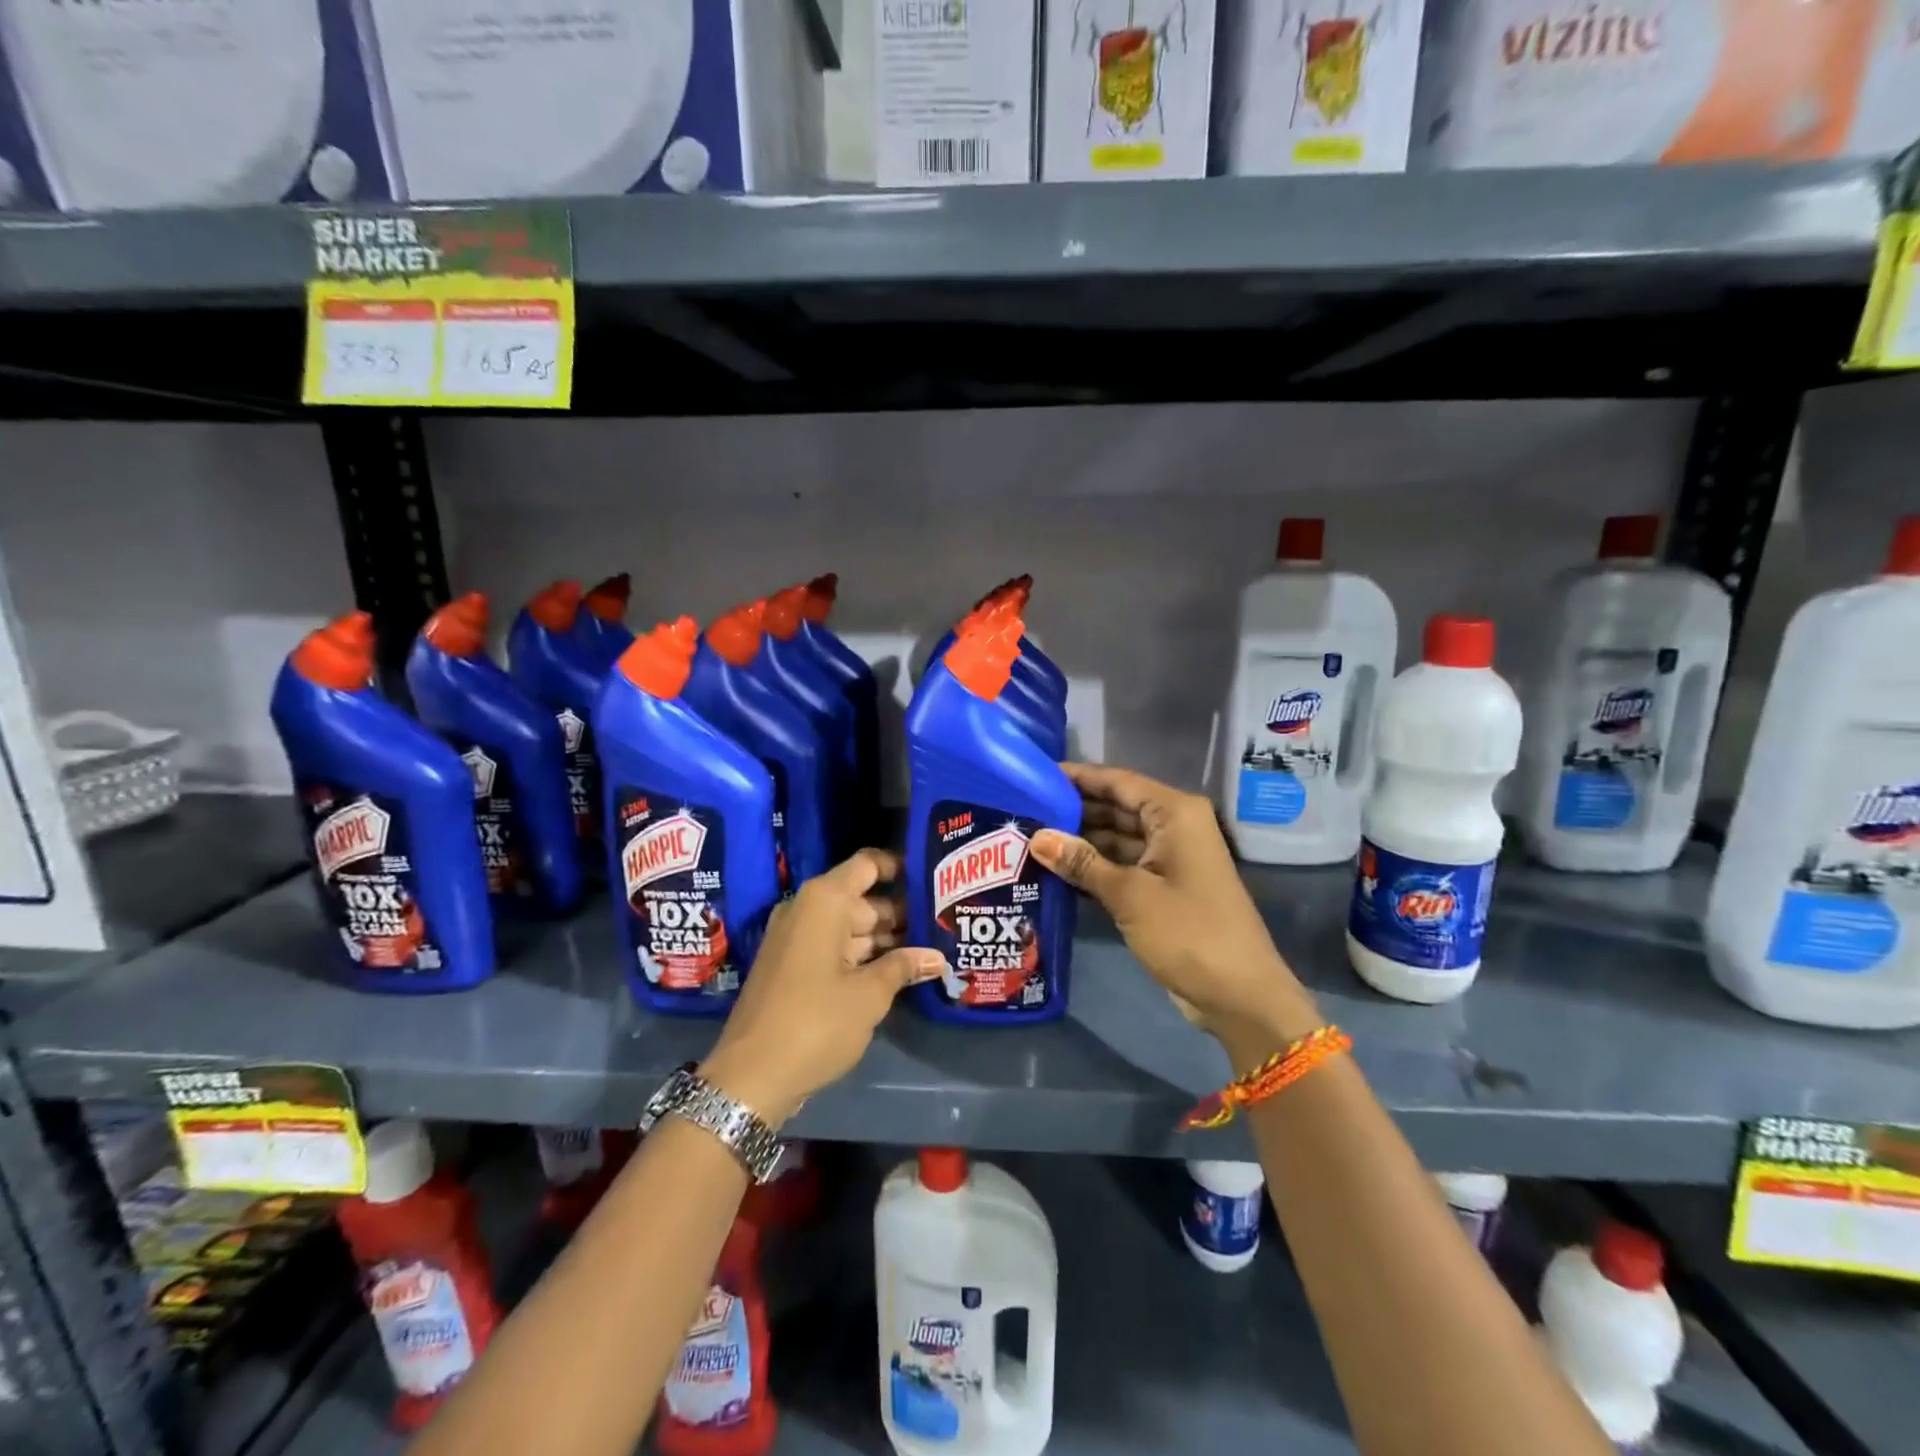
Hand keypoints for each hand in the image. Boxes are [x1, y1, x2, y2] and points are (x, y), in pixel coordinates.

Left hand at [700, 849, 945, 1126]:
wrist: (749, 1077)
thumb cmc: (816, 1023)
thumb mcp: (869, 995)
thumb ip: (904, 967)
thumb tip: (937, 957)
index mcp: (825, 901)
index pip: (868, 864)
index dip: (899, 867)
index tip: (931, 878)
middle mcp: (807, 909)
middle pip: (862, 898)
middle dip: (900, 913)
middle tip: (942, 924)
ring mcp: (795, 937)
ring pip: (849, 926)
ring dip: (884, 939)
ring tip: (928, 949)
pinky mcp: (790, 965)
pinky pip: (833, 946)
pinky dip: (861, 955)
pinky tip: (895, 971)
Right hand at [1030, 764, 1319, 1069]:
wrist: (1240, 996)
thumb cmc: (1189, 932)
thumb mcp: (1129, 895)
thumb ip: (1081, 862)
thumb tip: (1036, 837)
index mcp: (1174, 814)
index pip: (1117, 782)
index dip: (1077, 777)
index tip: (1035, 776)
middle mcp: (1173, 827)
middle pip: (1116, 807)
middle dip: (1073, 810)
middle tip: (1023, 810)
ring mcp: (1170, 858)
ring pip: (1117, 837)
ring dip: (1080, 841)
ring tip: (1030, 837)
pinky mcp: (1164, 887)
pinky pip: (1122, 865)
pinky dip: (1094, 866)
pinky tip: (1056, 869)